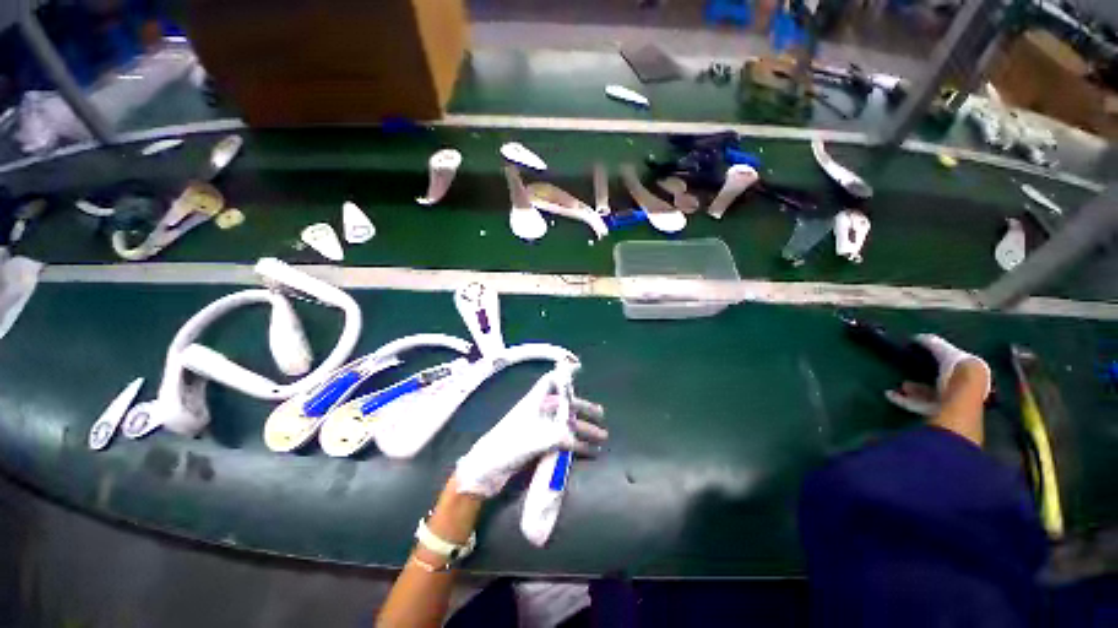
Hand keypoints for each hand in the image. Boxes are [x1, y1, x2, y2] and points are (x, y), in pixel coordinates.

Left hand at [454, 369, 607, 498]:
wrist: (487, 470)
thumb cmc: (508, 447)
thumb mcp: (534, 440)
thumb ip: (557, 436)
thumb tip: (576, 437)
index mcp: (534, 403)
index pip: (550, 382)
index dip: (564, 375)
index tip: (580, 370)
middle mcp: (538, 412)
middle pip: (565, 405)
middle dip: (583, 411)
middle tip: (601, 417)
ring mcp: (539, 428)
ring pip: (565, 424)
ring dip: (582, 429)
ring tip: (601, 438)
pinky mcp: (539, 444)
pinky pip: (561, 439)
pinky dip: (575, 444)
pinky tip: (588, 451)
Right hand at [885, 334, 990, 416]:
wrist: (961, 398)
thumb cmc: (956, 371)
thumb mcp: (944, 352)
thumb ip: (932, 343)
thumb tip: (917, 337)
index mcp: (968, 375)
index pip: (952, 369)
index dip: (937, 365)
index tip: (919, 362)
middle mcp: (963, 392)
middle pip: (940, 386)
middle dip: (921, 383)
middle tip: (905, 379)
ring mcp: (951, 406)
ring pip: (929, 398)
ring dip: (912, 392)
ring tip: (895, 388)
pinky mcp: (939, 415)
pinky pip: (919, 407)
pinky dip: (905, 401)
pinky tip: (891, 396)